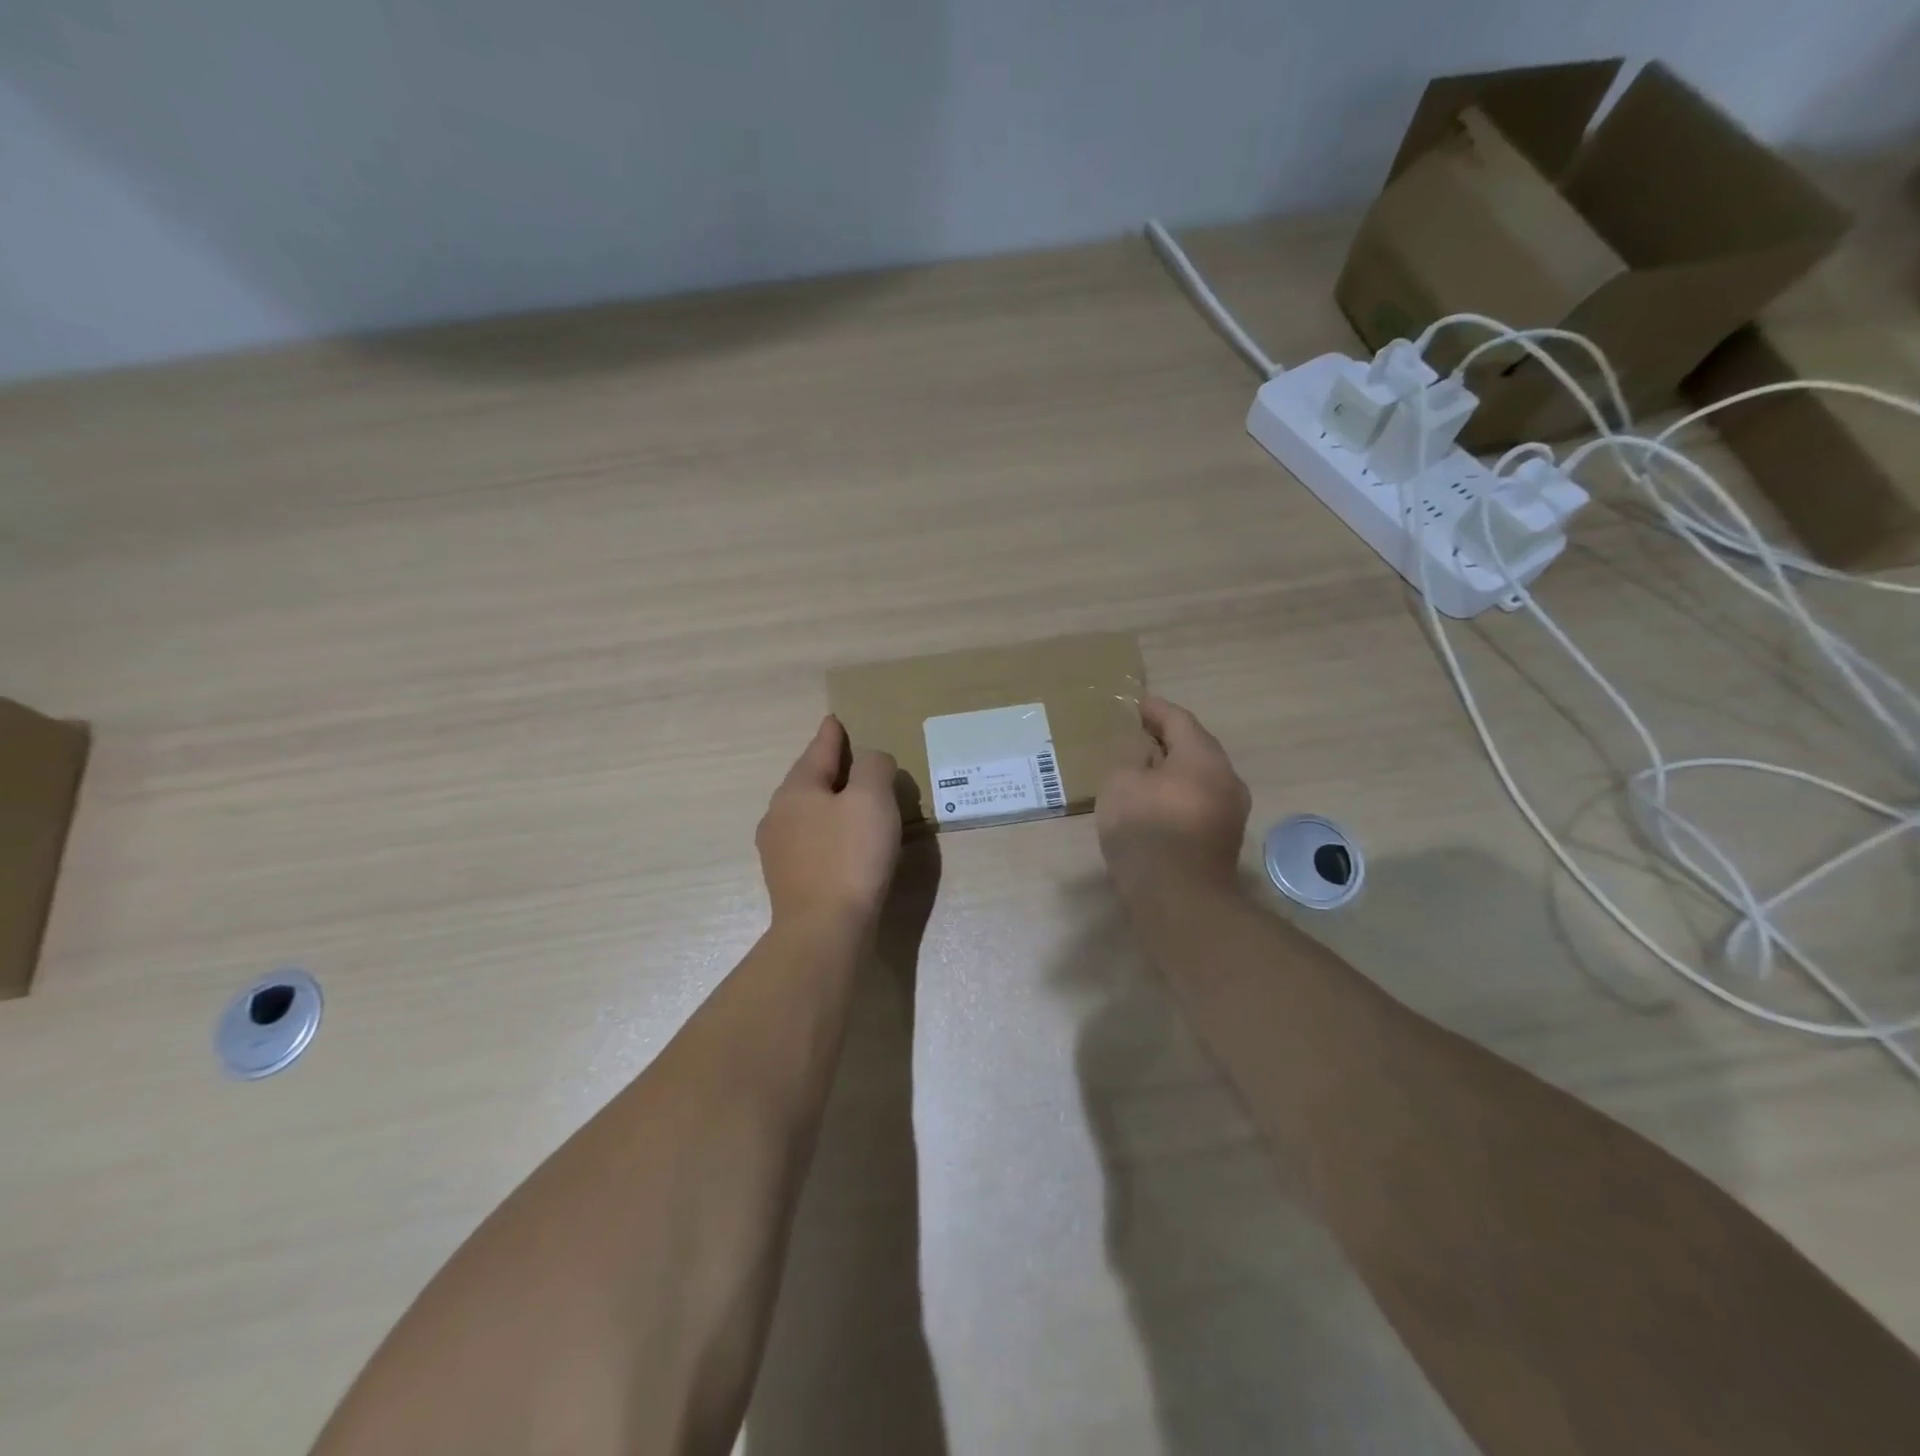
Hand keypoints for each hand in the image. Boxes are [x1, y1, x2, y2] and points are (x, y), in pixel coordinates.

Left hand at [757, 716, 902, 929]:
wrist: (824, 930)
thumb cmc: (850, 856)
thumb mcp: (872, 798)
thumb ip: (874, 767)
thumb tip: (871, 761)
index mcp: (797, 789)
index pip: (818, 750)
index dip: (832, 734)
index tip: (834, 720)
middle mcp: (779, 814)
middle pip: (809, 781)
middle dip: (831, 769)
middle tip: (855, 761)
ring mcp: (779, 850)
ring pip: (808, 813)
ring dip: (830, 803)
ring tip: (855, 803)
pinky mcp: (789, 880)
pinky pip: (812, 841)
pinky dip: (830, 832)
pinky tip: (847, 844)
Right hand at [1096, 696, 1249, 896]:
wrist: (1177, 897)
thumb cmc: (1146, 828)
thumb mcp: (1121, 783)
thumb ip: (1131, 761)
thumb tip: (1147, 759)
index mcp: (1203, 756)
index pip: (1179, 719)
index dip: (1155, 709)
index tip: (1138, 704)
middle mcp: (1225, 778)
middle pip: (1195, 747)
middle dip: (1168, 739)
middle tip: (1140, 734)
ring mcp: (1229, 811)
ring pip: (1199, 777)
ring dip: (1174, 770)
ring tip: (1144, 768)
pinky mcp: (1222, 839)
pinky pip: (1198, 802)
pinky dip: (1177, 794)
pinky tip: (1155, 802)